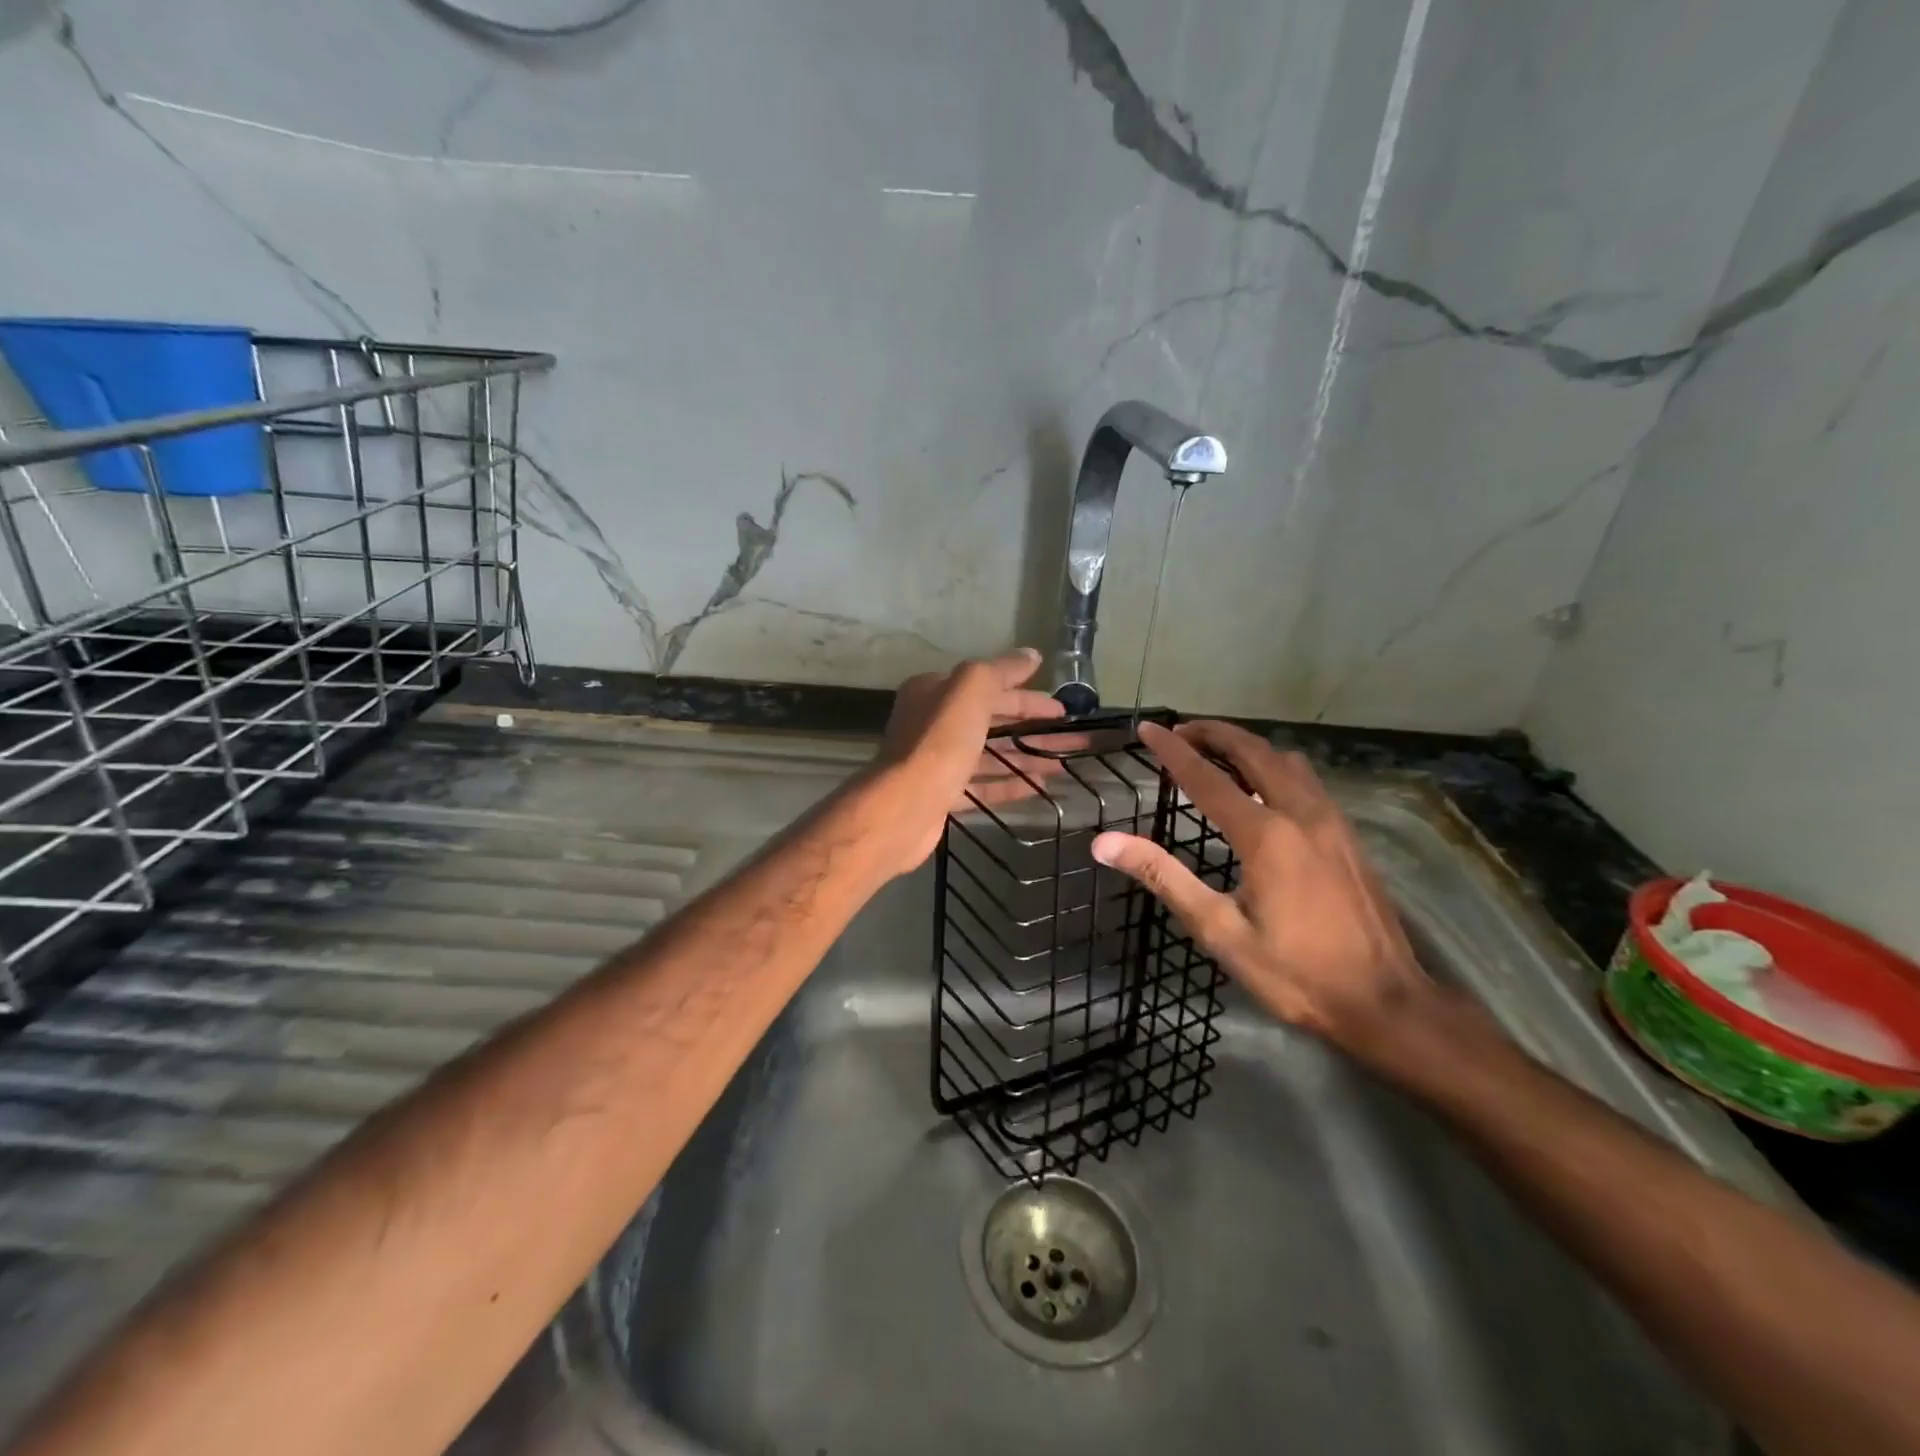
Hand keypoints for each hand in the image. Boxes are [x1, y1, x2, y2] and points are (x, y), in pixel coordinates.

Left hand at [868, 648, 1068, 871]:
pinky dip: (1009, 784)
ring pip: (989, 754)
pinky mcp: (942, 794)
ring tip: (1062, 764)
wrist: (905, 805)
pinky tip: (1039, 788)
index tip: (1061, 709)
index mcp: (934, 692)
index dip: (1026, 696)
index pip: (988, 687)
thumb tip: (1031, 655)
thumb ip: (1001, 670)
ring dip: (1025, 756)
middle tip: (1069, 737)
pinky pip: (982, 785)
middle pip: (990, 720)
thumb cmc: (940, 741)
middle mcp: (932, 723)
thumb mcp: (971, 690)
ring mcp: (937, 761)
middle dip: (1030, 727)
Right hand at [1090, 720, 1434, 1056]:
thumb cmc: (1295, 973)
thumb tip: (1105, 843)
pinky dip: (1274, 764)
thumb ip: (1164, 878)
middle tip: (1179, 730)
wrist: (1386, 1001)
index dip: (1173, 751)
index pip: (1206, 778)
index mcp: (1266, 835)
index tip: (1148, 728)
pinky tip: (1263, 786)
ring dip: (1247, 744)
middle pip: (1253, 750)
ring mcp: (1331, 820)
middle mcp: (1301, 813)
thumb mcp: (1219, 931)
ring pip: (1285, 759)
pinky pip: (1306, 778)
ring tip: (1215, 751)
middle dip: (1213, 732)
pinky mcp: (1348, 834)